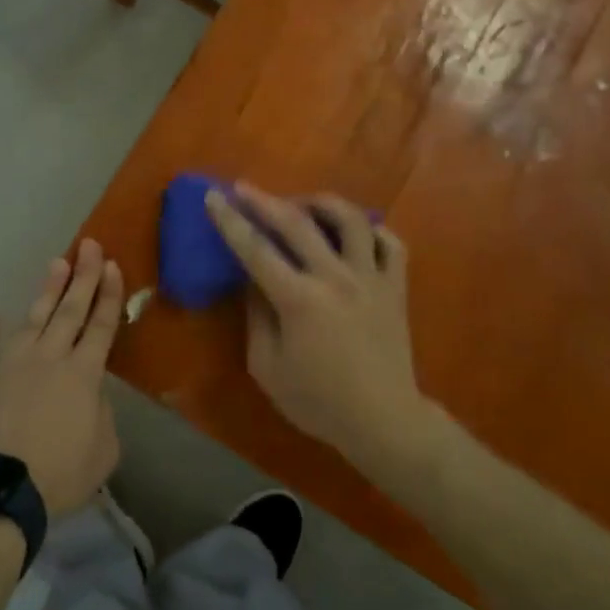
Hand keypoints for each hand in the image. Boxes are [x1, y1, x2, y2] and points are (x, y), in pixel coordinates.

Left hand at [0, 239, 123, 517]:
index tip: (114, 266)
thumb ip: (103, 415)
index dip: (110, 295)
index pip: (102, 326)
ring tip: (56, 264)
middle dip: (83, 277)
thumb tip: (92, 394)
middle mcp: (49, 358)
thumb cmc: (59, 475)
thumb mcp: (103, 451)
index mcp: (83, 374)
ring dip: (47, 291)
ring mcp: (12, 365)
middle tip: (90, 245)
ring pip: (34, 320)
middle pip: (70, 311)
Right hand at [205, 183, 425, 466]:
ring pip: (350, 220)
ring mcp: (371, 279)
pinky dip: (370, 229)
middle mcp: (336, 278)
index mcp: (299, 300)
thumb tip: (252, 281)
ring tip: (302, 204)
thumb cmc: (318, 401)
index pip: (256, 250)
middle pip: (297, 224)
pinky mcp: (396, 287)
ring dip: (321, 203)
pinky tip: (353, 232)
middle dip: (265, 200)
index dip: (230, 221)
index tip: (213, 196)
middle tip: (244, 188)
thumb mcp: (267, 368)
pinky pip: (389, 242)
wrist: (384, 421)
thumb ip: (256, 318)